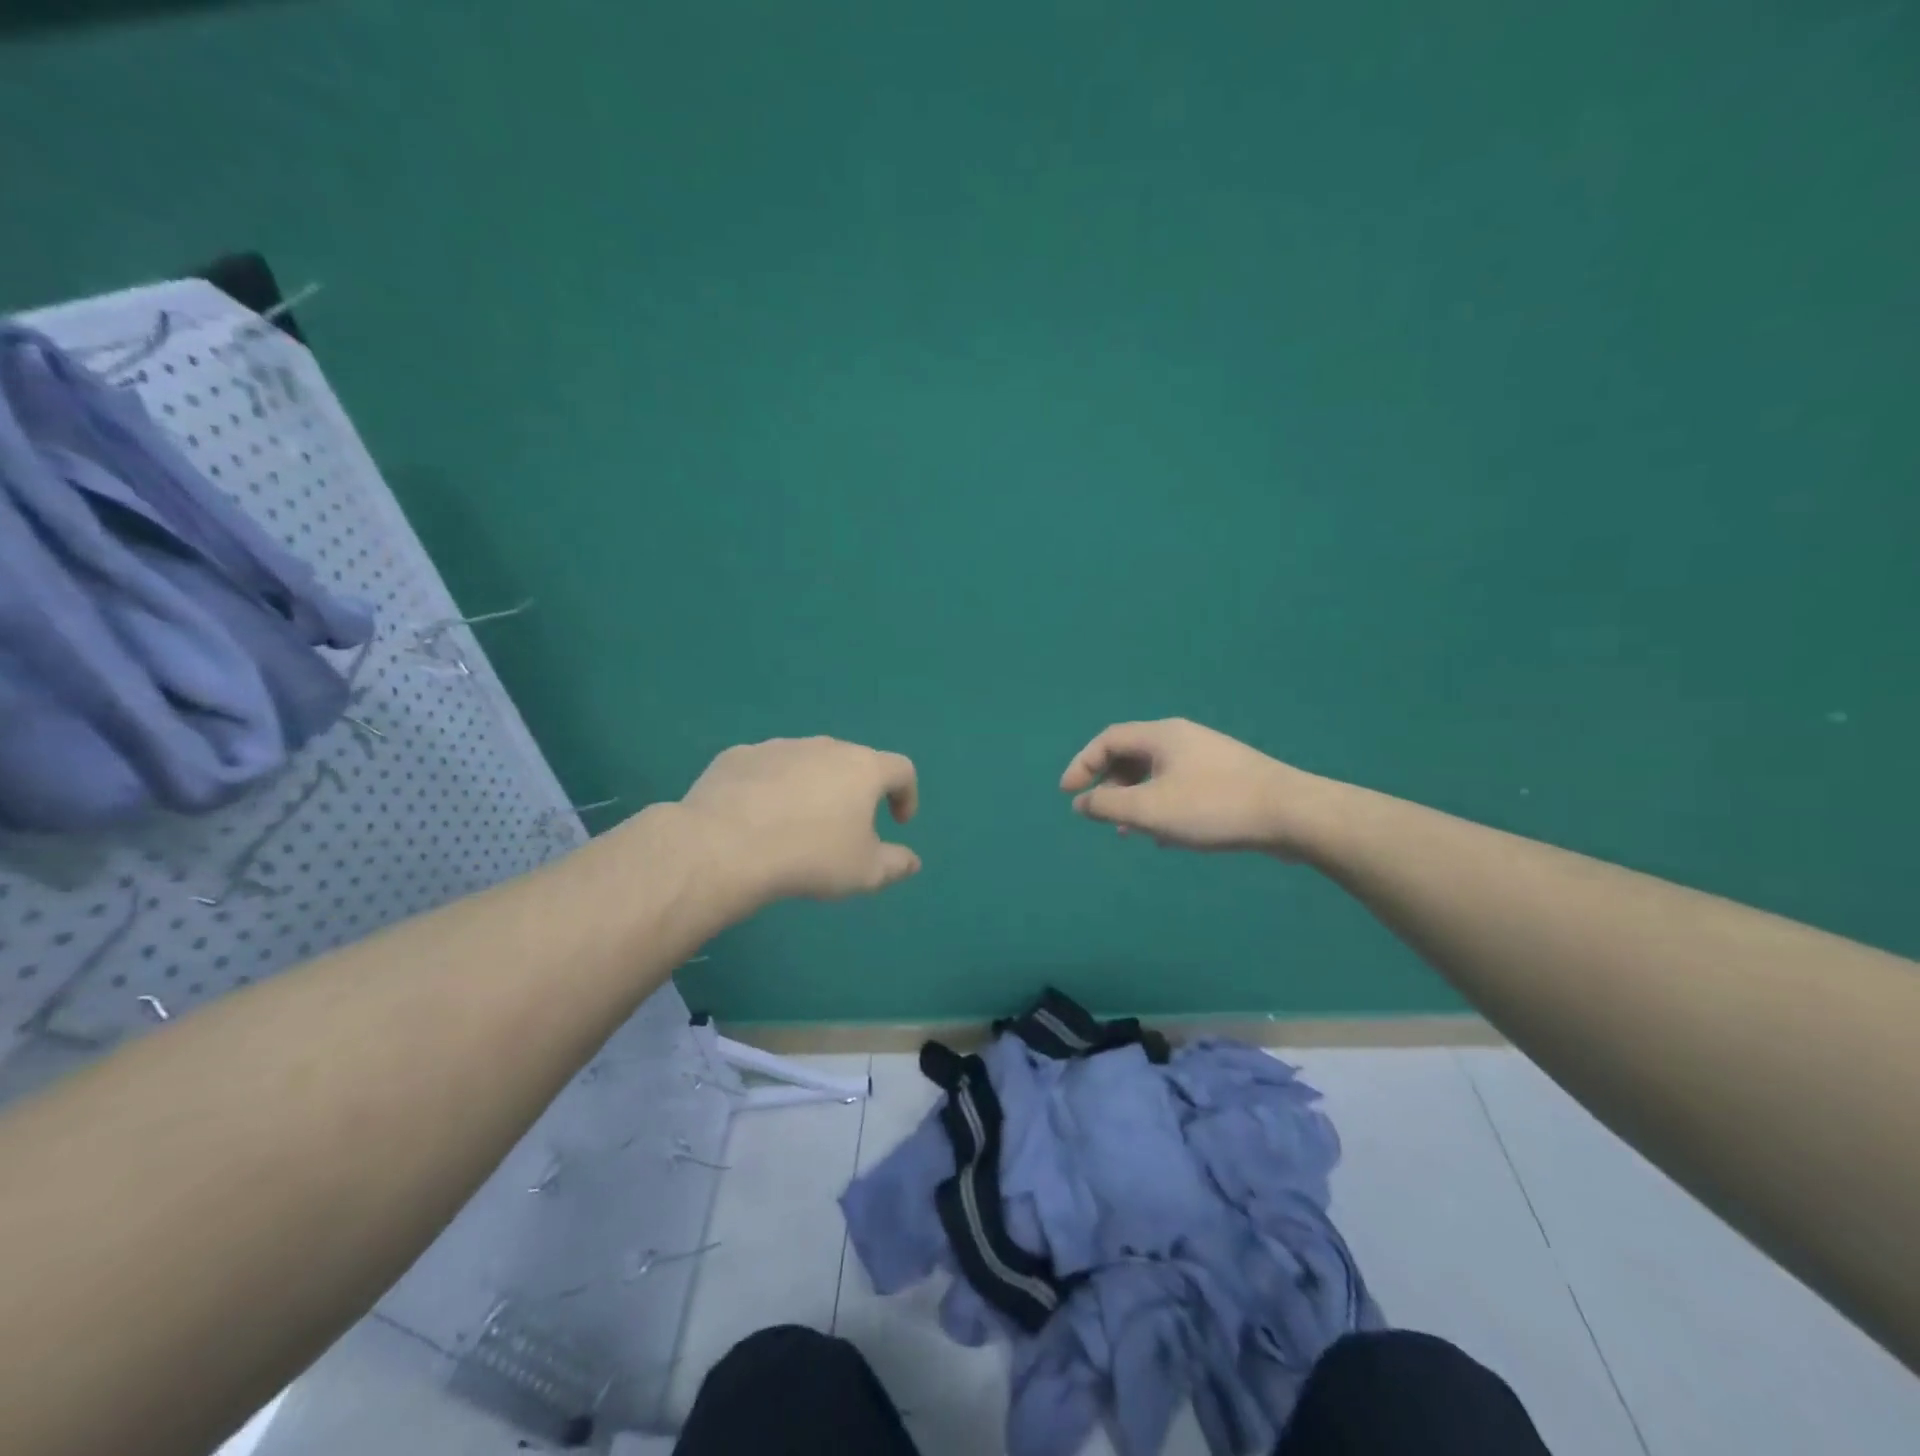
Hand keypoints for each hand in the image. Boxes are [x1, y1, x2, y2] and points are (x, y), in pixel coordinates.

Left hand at [675, 736, 921, 904]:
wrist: (724, 848)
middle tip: (845, 827)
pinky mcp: (737, 756)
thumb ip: (895, 864)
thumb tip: (912, 861)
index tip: (897, 823)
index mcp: (862, 768)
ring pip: (806, 762)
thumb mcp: (864, 872)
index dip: (906, 795)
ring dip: (811, 787)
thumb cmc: (810, 858)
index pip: (900, 770)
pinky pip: (765, 769)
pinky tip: (755, 818)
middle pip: (851, 761)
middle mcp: (823, 746)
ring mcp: (777, 747)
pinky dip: (770, 788)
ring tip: (797, 824)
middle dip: (855, 791)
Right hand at [1059, 718, 1331, 856]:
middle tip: (1099, 813)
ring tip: (1129, 832)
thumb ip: (1108, 805)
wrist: (1292, 814)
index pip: (1107, 740)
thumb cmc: (1213, 807)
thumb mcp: (1150, 810)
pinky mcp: (1226, 778)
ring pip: (1156, 773)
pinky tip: (1166, 837)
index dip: (1081, 765)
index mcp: (1161, 735)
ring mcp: (1207, 756)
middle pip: (1131, 754)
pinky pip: (1178, 786)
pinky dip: (1160, 806)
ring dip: (1134, 799)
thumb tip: (1081, 803)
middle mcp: (1182, 738)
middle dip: (1108, 784)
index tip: (1068, 796)